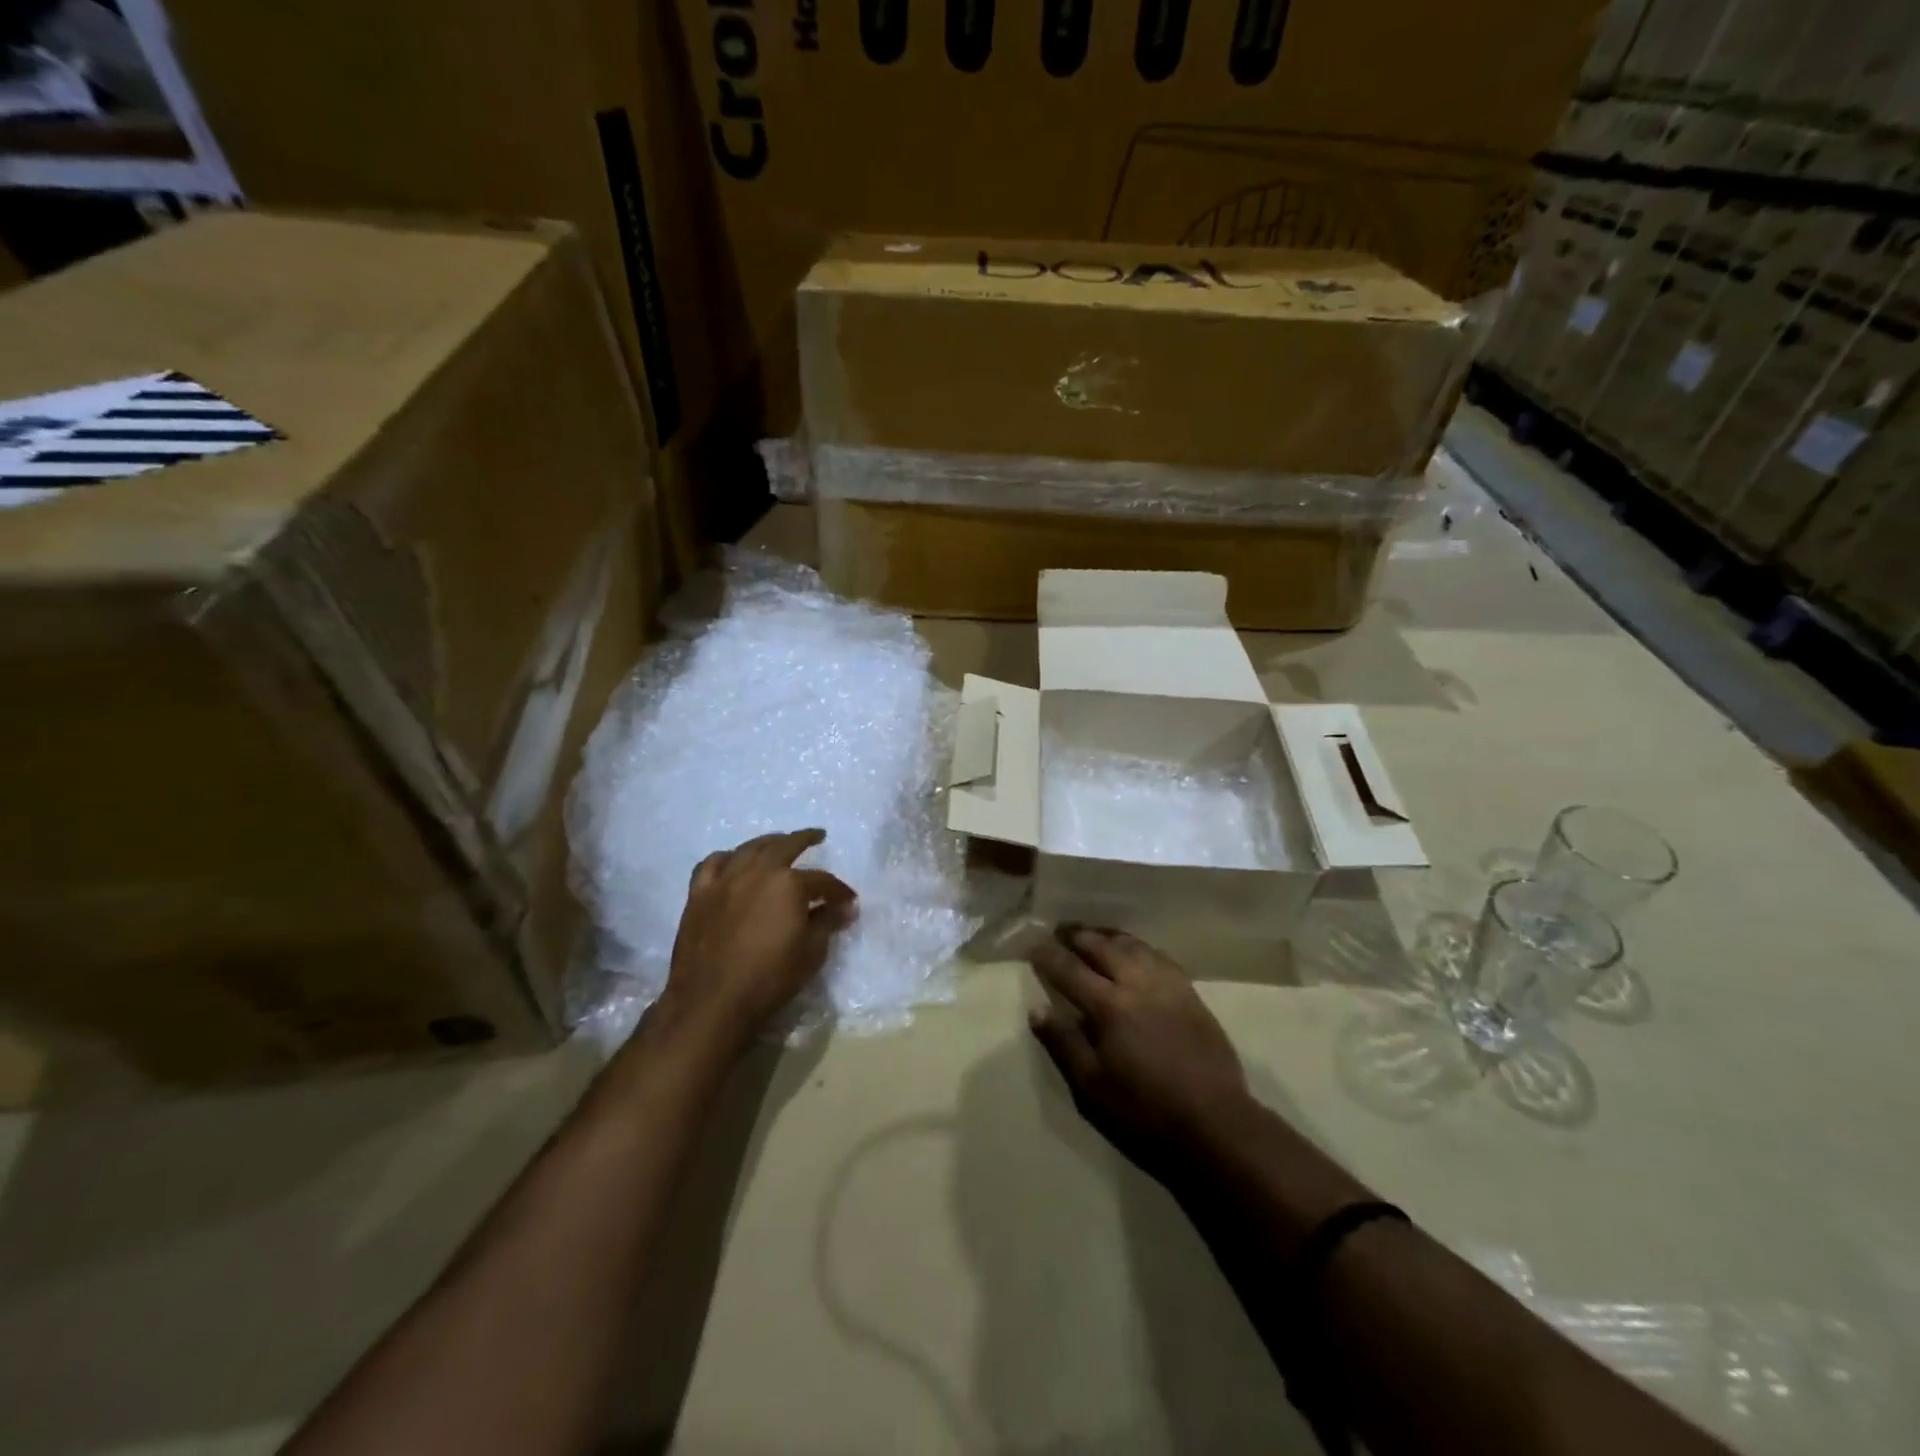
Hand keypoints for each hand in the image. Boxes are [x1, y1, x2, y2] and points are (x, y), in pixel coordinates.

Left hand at [663, 829, 855, 1048]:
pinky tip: (733, 861)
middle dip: (805, 839)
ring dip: (768, 842)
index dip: (839, 891)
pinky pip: (712, 864)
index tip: (849, 901)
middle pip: (785, 846)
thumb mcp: (811, 953)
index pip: (822, 881)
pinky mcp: (699, 894)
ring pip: (749, 849)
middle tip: (818, 836)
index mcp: (789, 884)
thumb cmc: (768, 979)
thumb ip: (827, 923)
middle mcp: (757, 871)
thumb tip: (844, 908)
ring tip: (778, 842)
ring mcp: (724, 880)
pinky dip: (727, 858)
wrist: (711, 1002)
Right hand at [1029, 927, 1250, 1183]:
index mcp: (1110, 1007)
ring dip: (1109, 936)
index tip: (1033, 945)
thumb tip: (1037, 1009)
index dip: (1049, 956)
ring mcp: (1168, 986)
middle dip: (1078, 936)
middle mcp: (1138, 985)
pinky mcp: (1191, 994)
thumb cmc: (1144, 1111)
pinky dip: (1140, 947)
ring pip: (1134, 946)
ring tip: (1094, 933)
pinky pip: (1160, 957)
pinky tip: (1136, 951)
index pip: (1070, 970)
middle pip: (1103, 947)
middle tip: (1060, 931)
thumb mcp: (1091, 1086)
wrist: (1215, 1124)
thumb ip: (1063, 1043)